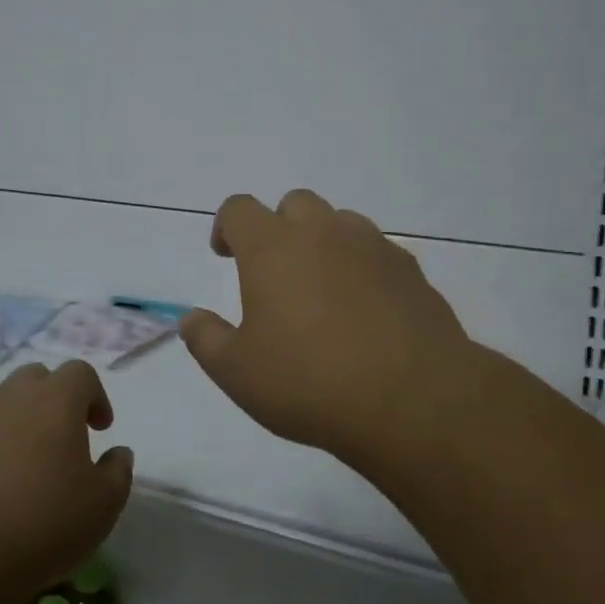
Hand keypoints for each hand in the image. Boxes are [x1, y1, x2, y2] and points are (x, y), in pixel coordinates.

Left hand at [0, 360, 132, 603]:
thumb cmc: (41, 525)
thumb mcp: (102, 506)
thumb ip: (118, 471)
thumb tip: (118, 453)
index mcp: (56, 400)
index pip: (81, 373)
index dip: (95, 396)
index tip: (100, 429)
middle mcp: (12, 395)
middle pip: (38, 378)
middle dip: (54, 400)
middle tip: (62, 440)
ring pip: (2, 401)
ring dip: (18, 419)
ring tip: (23, 462)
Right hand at [181, 189, 504, 469]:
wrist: (413, 400)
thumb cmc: (310, 382)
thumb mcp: (237, 372)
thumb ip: (205, 339)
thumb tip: (190, 318)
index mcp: (272, 247)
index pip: (239, 208)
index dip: (226, 226)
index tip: (225, 254)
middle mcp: (322, 232)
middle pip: (293, 203)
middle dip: (277, 227)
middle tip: (274, 272)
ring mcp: (372, 246)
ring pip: (340, 221)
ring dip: (322, 241)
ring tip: (321, 288)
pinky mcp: (410, 270)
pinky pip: (377, 250)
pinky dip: (361, 266)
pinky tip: (364, 309)